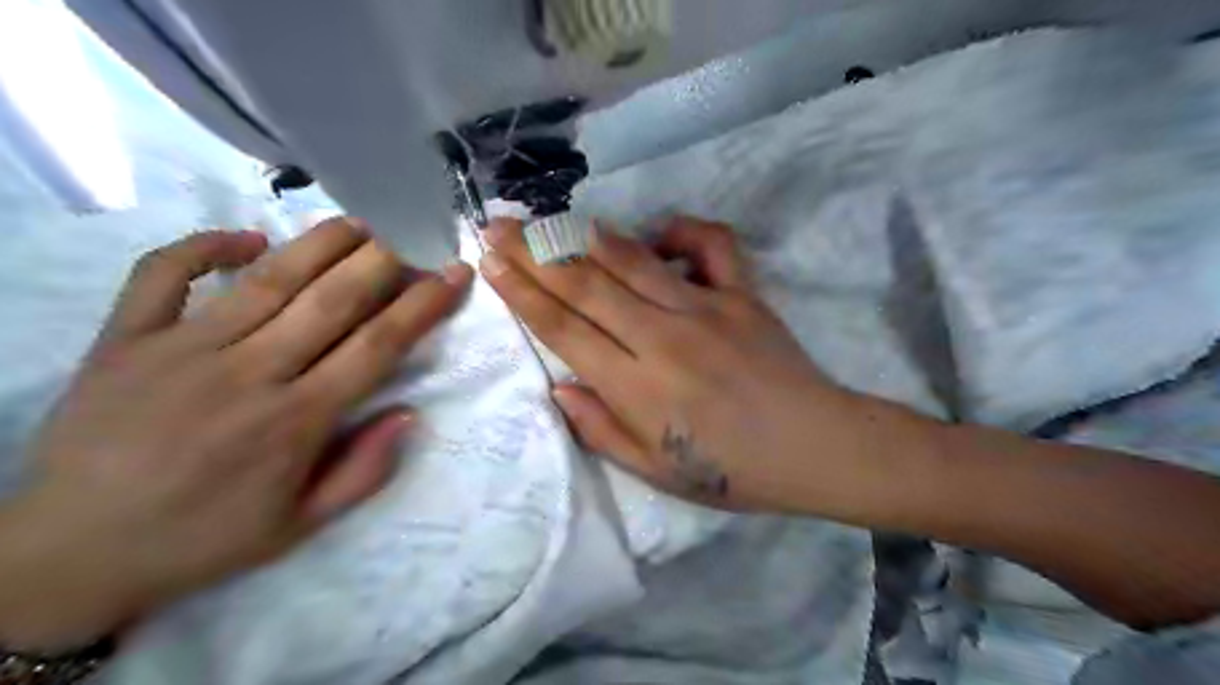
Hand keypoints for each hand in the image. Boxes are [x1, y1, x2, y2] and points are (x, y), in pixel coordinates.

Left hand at [0, 218, 470, 648]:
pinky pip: (164, 275)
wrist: (68, 555)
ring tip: (359, 221)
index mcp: (297, 421)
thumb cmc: (203, 539)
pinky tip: (247, 238)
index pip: (378, 346)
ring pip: (268, 280)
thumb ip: (363, 472)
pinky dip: (204, 247)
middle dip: (383, 261)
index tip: (452, 274)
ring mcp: (183, 350)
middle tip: (412, 233)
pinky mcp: (125, 340)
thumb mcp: (300, 526)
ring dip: (320, 243)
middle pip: (332, 301)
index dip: (423, 305)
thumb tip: (408, 414)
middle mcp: (250, 374)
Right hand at [470, 216, 859, 510]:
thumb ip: (600, 428)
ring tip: (549, 217)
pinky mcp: (744, 293)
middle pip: (585, 284)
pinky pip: (710, 244)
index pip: (563, 329)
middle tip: (499, 225)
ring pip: (632, 259)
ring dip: (585, 234)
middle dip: (535, 252)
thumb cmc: (731, 470)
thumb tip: (558, 385)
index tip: (491, 264)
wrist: (814, 448)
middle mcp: (663, 338)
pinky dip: (681, 230)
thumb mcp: (655, 471)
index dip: (522, 293)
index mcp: (637, 387)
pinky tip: (658, 235)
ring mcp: (706, 308)